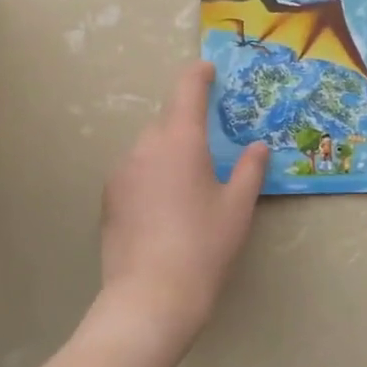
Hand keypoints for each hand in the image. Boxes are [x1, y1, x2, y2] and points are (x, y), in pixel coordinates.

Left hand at [99, 62, 267, 347]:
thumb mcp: (237, 207)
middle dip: (187, 123)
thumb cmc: (204, 246)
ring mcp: (121, 173)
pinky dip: (152, 175)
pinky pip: (135, 172)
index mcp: (179, 140)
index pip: (186, 89)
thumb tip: (258, 146)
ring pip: (149, 147)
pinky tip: (166, 207)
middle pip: (167, 120)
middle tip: (211, 143)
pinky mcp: (109, 198)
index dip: (198, 75)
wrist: (151, 297)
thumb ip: (249, 169)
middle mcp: (145, 147)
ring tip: (190, 184)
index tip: (208, 69)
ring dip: (169, 151)